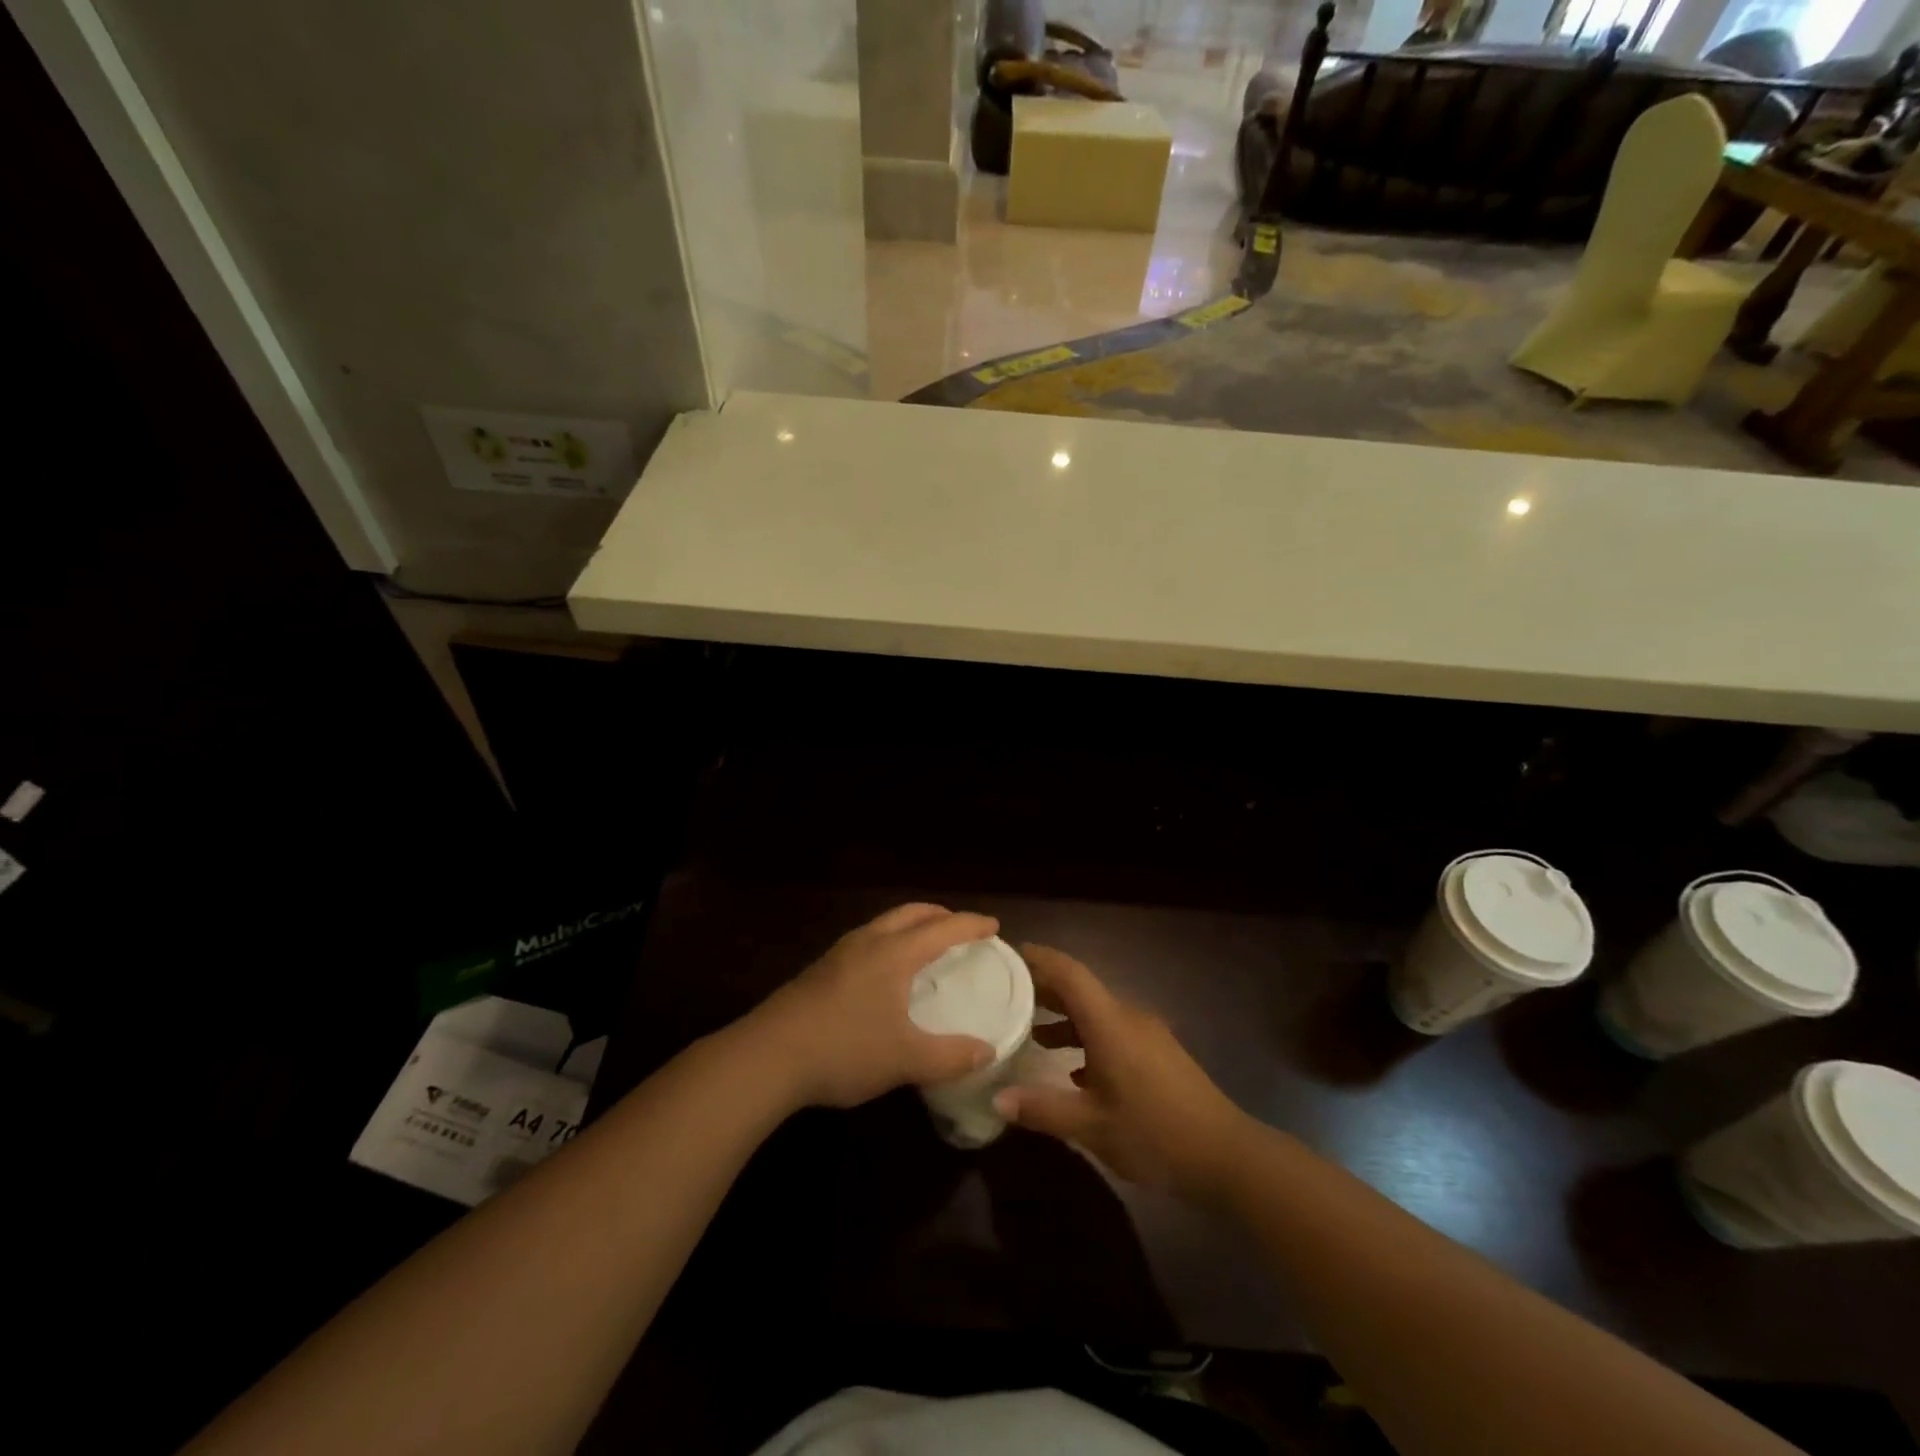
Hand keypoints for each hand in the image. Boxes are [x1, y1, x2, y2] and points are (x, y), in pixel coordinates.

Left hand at [748, 904, 1000, 1109]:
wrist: (768, 1056)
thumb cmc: (844, 1049)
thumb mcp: (904, 1059)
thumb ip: (950, 1056)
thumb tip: (987, 1051)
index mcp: (894, 953)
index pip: (943, 928)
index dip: (971, 925)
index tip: (993, 926)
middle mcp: (868, 942)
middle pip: (911, 913)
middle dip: (939, 914)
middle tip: (960, 928)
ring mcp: (839, 954)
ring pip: (884, 923)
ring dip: (911, 925)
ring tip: (924, 945)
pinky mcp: (820, 971)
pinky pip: (866, 940)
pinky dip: (889, 941)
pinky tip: (884, 972)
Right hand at [994, 944, 1255, 1201]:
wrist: (1227, 1156)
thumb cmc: (1154, 1134)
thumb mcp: (1091, 1126)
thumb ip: (1042, 1109)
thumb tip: (997, 1098)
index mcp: (1109, 1022)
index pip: (1069, 973)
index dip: (1039, 959)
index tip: (1009, 954)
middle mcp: (1127, 1017)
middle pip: (1080, 989)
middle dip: (1044, 989)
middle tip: (1008, 993)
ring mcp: (1146, 1035)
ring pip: (1096, 1013)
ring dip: (1064, 1017)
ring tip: (1031, 1031)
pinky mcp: (1157, 1054)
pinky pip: (1112, 1031)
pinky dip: (1086, 1038)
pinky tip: (1071, 1071)